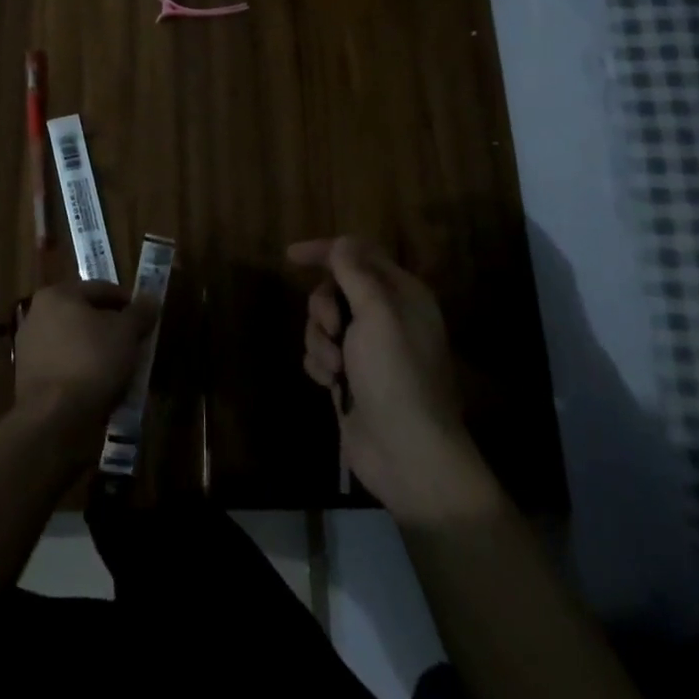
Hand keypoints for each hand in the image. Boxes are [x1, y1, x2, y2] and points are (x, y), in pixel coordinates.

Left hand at [14, 280, 158, 457]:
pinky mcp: (27, 378)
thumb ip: (139, 313)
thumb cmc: (91, 362)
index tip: (146, 319)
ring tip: (121, 368)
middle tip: (135, 343)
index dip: (128, 302)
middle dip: (112, 328)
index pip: (101, 289)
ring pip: (75, 342)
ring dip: (98, 351)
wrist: (53, 418)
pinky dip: (83, 371)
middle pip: (86, 315)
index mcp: (57, 294)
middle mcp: (37, 314)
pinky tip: (100, 386)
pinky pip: (64, 365)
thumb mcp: (126, 333)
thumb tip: (149, 299)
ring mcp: (29, 347)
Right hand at [292, 238, 498, 524]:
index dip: (325, 251)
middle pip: (335, 288)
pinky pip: (319, 353)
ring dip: (320, 341)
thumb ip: (355, 272)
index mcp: (402, 294)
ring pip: (322, 322)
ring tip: (336, 369)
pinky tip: (331, 385)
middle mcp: (386, 316)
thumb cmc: (396, 376)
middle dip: (323, 307)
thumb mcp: (377, 314)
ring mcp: (367, 349)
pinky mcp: (350, 377)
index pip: (359, 254)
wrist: (408, 454)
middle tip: (333, 329)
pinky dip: (319, 364)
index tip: (290, 257)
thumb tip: (341, 243)